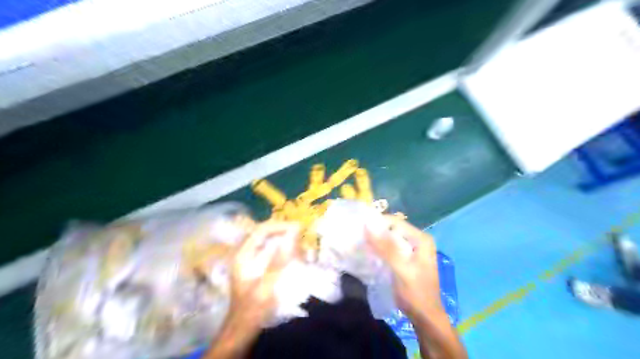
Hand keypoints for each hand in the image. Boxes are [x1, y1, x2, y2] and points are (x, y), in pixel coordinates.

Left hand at [231, 220, 300, 326]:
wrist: (242, 329)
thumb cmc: (253, 309)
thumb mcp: (267, 285)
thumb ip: (279, 260)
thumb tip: (292, 235)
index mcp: (243, 255)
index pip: (262, 230)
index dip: (280, 226)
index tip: (298, 227)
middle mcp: (245, 253)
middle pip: (264, 232)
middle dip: (283, 230)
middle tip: (301, 233)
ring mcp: (250, 259)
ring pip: (268, 240)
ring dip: (283, 238)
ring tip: (299, 241)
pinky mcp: (256, 266)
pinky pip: (270, 250)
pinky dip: (282, 248)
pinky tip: (293, 254)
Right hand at [365, 216, 445, 319]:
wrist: (424, 316)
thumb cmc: (415, 292)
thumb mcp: (401, 269)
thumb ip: (386, 248)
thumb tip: (368, 225)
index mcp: (421, 239)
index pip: (396, 222)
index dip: (378, 223)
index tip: (360, 227)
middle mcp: (418, 240)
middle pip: (393, 229)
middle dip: (377, 232)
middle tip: (359, 236)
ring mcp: (413, 249)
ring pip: (391, 239)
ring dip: (377, 241)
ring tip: (362, 243)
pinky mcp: (406, 259)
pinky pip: (391, 248)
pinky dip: (381, 249)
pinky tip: (370, 253)